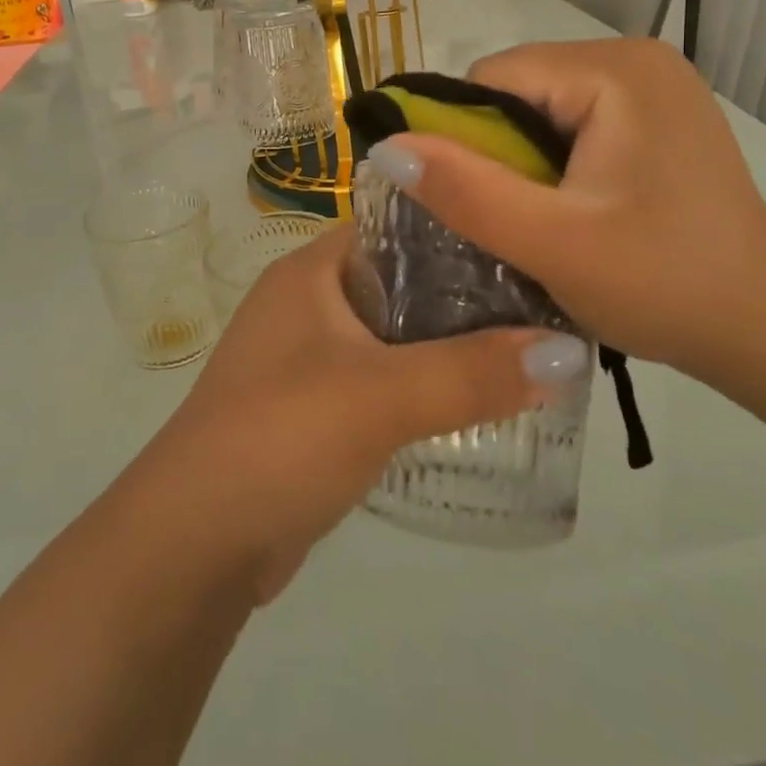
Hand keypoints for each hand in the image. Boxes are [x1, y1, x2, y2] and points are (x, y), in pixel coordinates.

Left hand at [129, 226, 586, 601]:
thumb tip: (569, 349)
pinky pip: (382, 377)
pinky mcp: (314, 405)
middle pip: (402, 279)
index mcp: (311, 270)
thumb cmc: (281, 436)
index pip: (396, 224)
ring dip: (448, 344)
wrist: (196, 540)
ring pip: (394, 333)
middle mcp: (307, 301)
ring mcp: (307, 354)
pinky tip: (475, 401)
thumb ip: (473, 372)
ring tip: (527, 350)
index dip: (460, 228)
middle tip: (543, 305)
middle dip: (466, 294)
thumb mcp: (381, 396)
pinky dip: (423, 384)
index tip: (527, 244)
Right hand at [362, 39, 765, 375]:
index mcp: (615, 69)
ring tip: (542, 220)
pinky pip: (573, 123)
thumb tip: (385, 146)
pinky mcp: (657, 114)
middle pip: (517, 90)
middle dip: (497, 154)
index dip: (463, 139)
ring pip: (540, 110)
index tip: (472, 203)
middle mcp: (635, 57)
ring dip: (524, 163)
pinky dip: (554, 164)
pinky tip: (572, 209)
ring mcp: (652, 84)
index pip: (493, 78)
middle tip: (513, 221)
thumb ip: (466, 191)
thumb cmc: (665, 284)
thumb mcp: (552, 244)